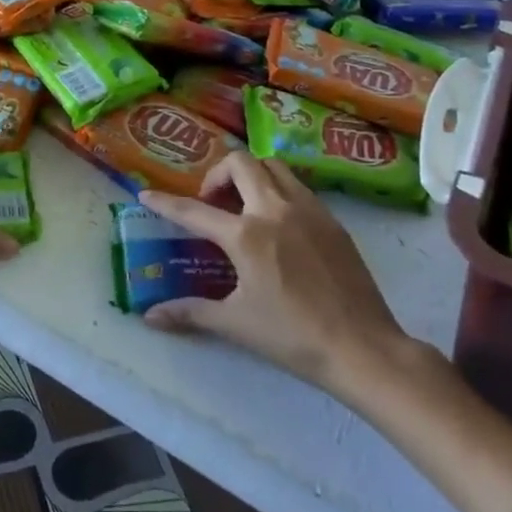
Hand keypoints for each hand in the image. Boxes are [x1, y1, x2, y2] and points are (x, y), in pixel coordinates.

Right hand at [146, 152, 511, 511]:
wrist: (364, 348)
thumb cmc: (294, 338)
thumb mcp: (237, 324)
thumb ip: (191, 313)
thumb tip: (151, 316)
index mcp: (246, 235)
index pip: (195, 210)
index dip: (166, 202)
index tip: (147, 194)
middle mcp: (274, 209)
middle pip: (240, 162)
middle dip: (217, 174)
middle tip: (212, 203)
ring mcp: (308, 209)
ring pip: (272, 166)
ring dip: (250, 174)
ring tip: (243, 205)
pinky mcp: (331, 219)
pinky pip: (297, 185)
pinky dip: (277, 189)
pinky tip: (278, 223)